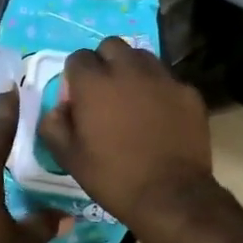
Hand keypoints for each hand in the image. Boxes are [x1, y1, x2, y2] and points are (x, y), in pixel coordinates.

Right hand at [37, 38, 214, 226]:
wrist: (171, 195)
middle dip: (104, 62)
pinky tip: (160, 115)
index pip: (77, 58)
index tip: (78, 98)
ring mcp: (162, 78)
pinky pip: (167, 79)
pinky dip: (159, 89)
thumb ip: (54, 125)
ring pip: (142, 57)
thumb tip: (59, 108)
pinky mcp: (188, 91)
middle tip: (105, 91)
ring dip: (132, 70)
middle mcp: (128, 69)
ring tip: (133, 97)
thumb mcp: (69, 158)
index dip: (75, 76)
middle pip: (111, 46)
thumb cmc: (113, 177)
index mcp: (94, 83)